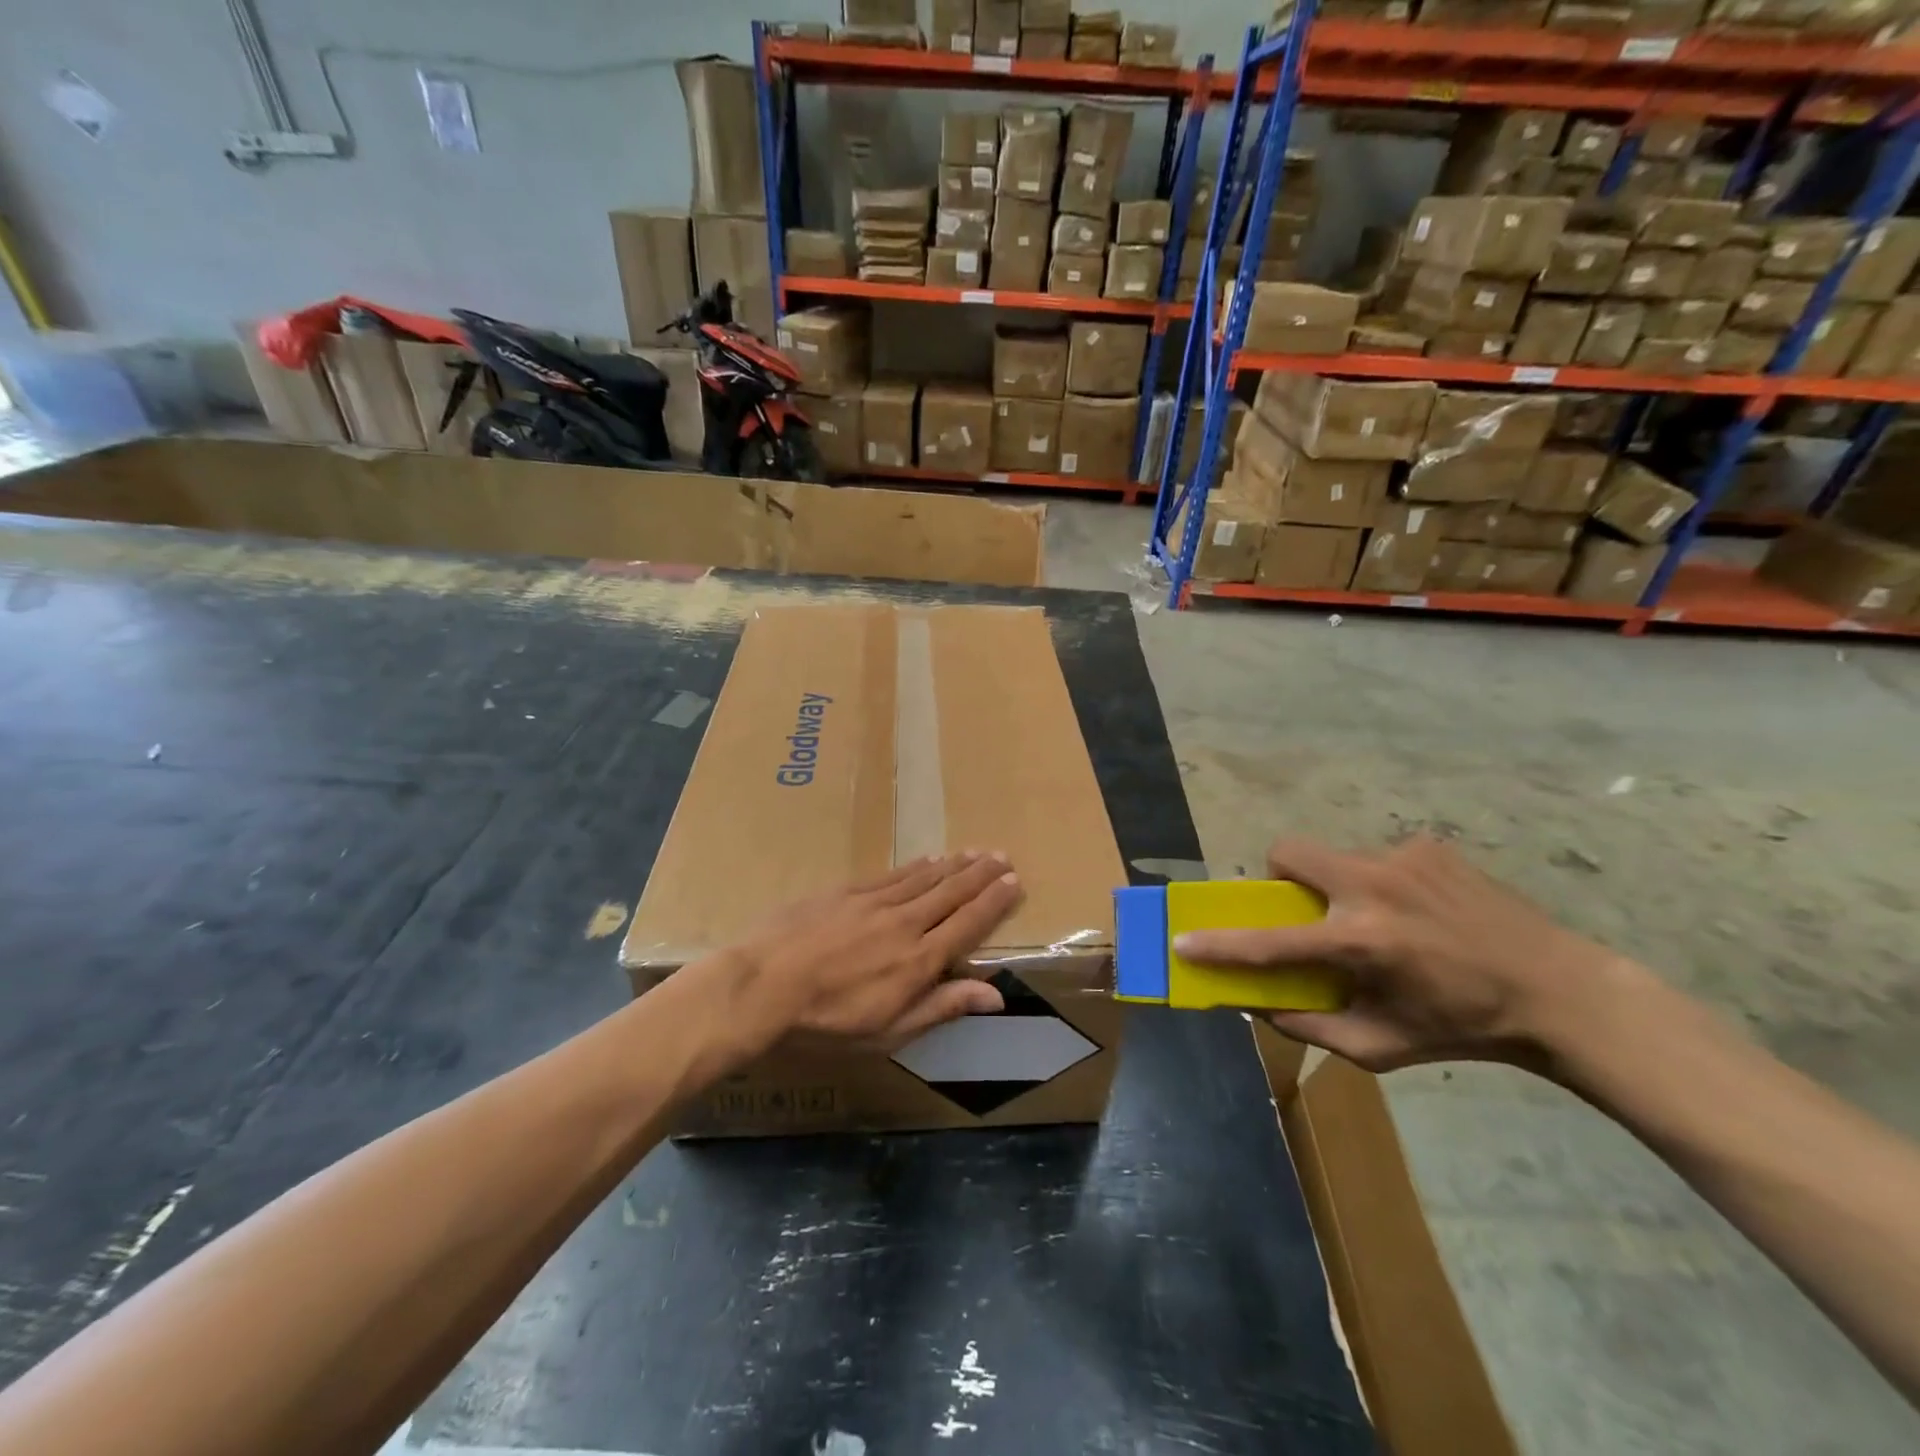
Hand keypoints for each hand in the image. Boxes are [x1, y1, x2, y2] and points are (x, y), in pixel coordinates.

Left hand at [725, 853, 1023, 1053]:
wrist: (761, 986)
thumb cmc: (826, 1023)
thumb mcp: (888, 1032)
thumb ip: (941, 1007)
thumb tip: (995, 994)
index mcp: (919, 961)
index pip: (968, 923)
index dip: (993, 902)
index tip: (1014, 882)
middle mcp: (905, 923)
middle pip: (951, 892)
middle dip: (981, 874)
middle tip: (1003, 856)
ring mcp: (874, 902)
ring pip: (925, 878)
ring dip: (954, 864)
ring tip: (975, 852)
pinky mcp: (846, 891)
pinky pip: (892, 874)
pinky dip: (916, 866)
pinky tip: (928, 859)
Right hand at [1174, 837, 1626, 1074]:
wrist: (1559, 991)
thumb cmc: (1463, 1027)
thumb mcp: (1382, 1046)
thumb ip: (1311, 1027)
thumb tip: (1256, 1003)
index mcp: (1361, 942)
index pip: (1270, 942)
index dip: (1220, 944)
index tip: (1184, 941)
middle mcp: (1373, 888)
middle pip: (1288, 853)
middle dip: (1278, 877)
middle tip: (1304, 910)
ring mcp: (1402, 859)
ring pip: (1334, 857)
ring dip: (1337, 886)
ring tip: (1381, 920)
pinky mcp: (1429, 847)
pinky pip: (1378, 858)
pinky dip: (1381, 883)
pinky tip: (1420, 912)